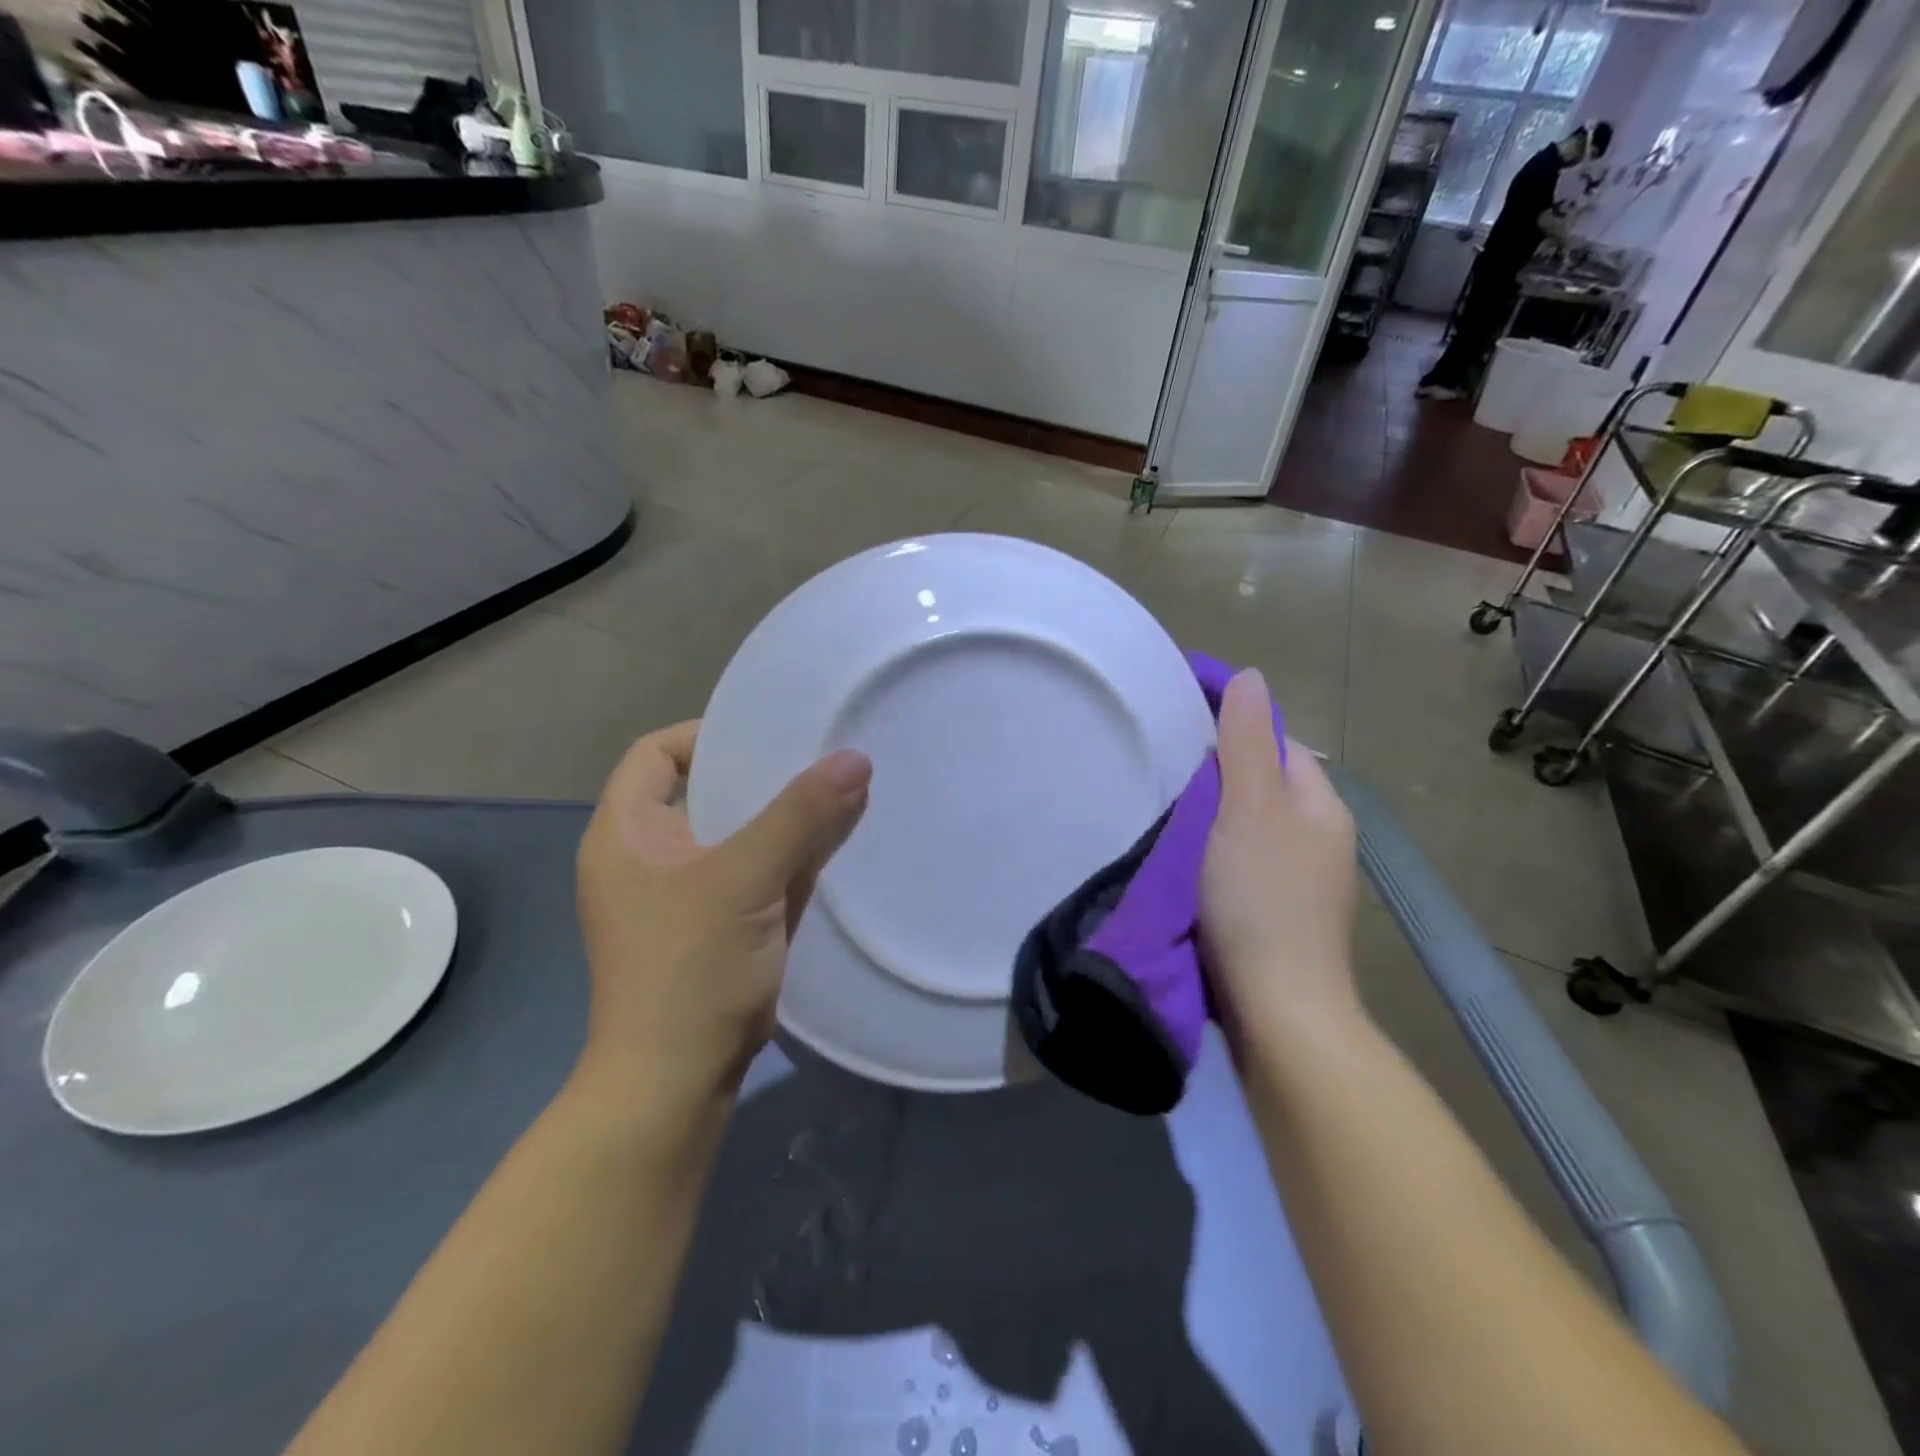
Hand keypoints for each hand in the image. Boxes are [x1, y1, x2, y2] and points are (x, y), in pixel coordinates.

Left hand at [574, 721, 870, 1105]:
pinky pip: (755, 875)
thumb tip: (855, 758)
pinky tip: (834, 846)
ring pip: (738, 836)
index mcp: (626, 833)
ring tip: (839, 794)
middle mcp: (649, 857)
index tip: (769, 736)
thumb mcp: (745, 880)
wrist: (676, 1083)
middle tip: (820, 759)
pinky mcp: (716, 928)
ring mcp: (683, 896)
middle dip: (764, 777)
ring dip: (784, 820)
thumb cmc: (689, 968)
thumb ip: (801, 815)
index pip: (657, 754)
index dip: (708, 735)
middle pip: (706, 792)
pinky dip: (790, 860)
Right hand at [1200, 670, 1360, 1056]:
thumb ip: (1247, 742)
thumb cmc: (1261, 897)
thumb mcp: (1250, 807)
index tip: (1180, 727)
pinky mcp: (1278, 914)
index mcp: (1320, 804)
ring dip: (1214, 816)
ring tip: (1165, 813)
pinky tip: (1185, 863)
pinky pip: (1243, 862)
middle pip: (1263, 784)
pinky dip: (1215, 853)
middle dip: (1218, 774)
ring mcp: (1302, 880)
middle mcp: (1319, 837)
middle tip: (1163, 773)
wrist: (1278, 1008)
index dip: (1233, 728)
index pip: (1276, 742)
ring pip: (1250, 825)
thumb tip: (1251, 677)